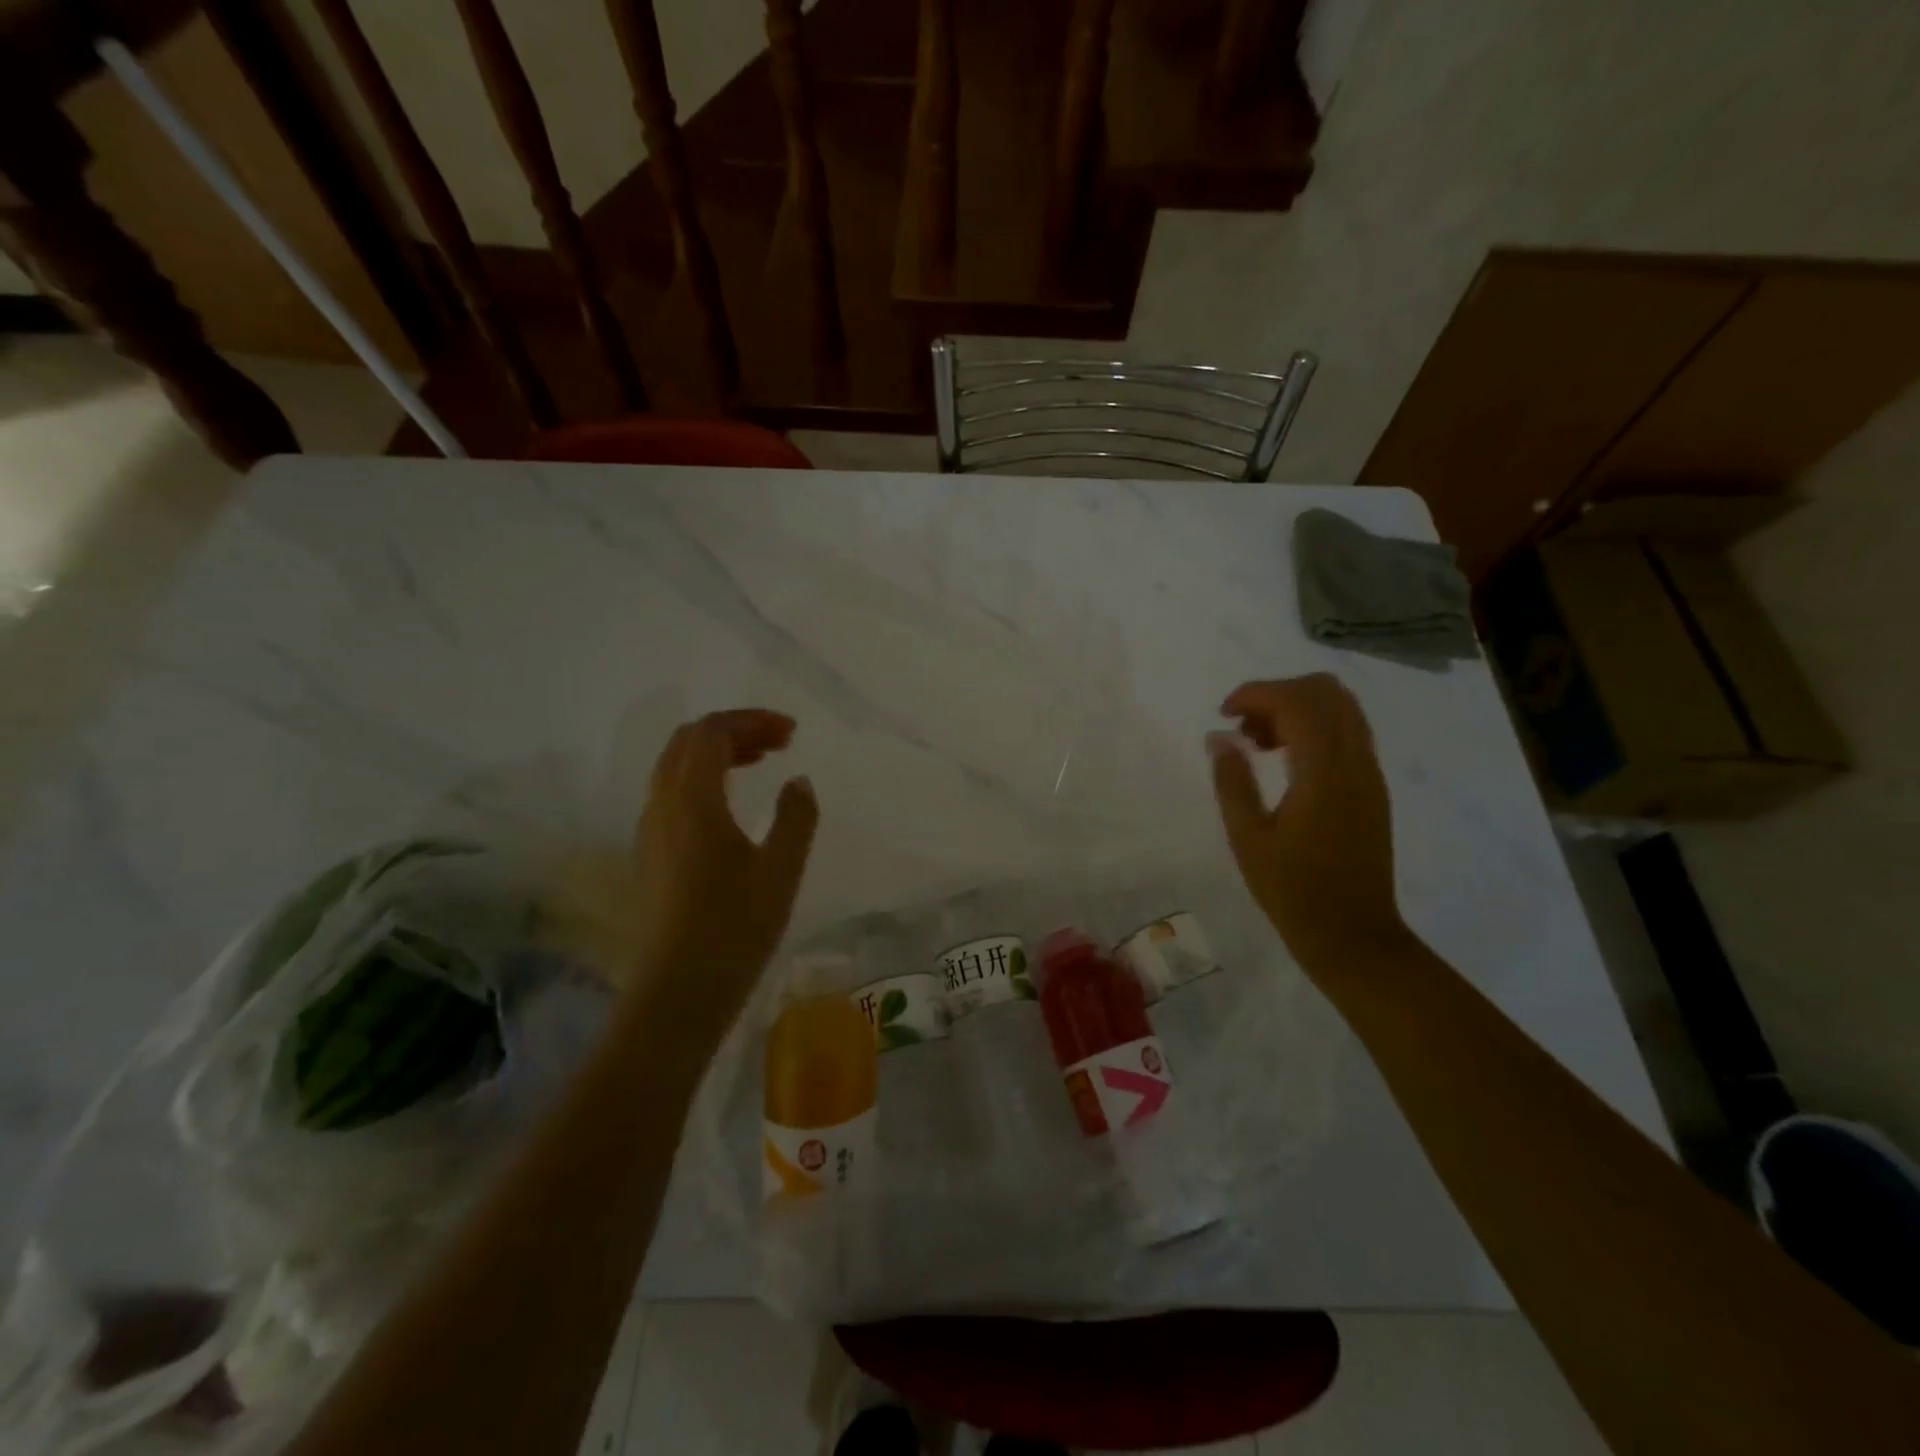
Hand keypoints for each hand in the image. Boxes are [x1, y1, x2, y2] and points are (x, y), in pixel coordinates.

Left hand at [552, 709, 817, 1045]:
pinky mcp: (650, 855)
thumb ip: (796, 817)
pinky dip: (703, 780)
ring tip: (760, 763)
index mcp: (692, 800)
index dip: (752, 721)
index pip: (712, 733)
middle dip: (734, 730)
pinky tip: (731, 805)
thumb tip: (798, 781)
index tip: (792, 732)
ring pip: (676, 768)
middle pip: (688, 742)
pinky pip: (673, 794)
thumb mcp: (781, 869)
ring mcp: (650, 831)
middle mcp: (662, 805)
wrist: (678, 992)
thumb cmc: (735, 927)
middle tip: (779, 742)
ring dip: (717, 754)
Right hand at [1208, 675, 1407, 970]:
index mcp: (1324, 772)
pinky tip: (1286, 761)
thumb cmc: (1293, 892)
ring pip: (1341, 707)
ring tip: (1260, 743)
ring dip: (1298, 708)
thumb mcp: (1248, 838)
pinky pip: (1348, 732)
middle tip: (1243, 727)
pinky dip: (1315, 728)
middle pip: (1325, 691)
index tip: (1223, 714)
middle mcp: (1355, 761)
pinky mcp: (1373, 788)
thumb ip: (1232, 780)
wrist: (1354, 936)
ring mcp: (1370, 773)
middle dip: (1278, 694)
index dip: (1255, 694)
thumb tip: (1218, 737)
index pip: (1296, 701)